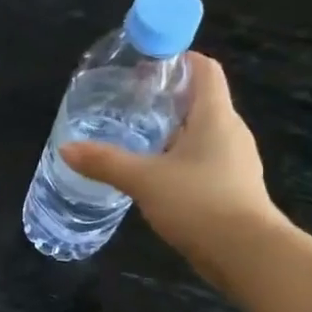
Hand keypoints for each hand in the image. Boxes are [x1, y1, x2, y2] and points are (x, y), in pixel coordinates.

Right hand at [61, 52, 288, 293]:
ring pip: (200, 135)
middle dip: (165, 99)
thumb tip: (66, 149)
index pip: (204, 69)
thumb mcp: (144, 180)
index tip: (146, 64)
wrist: (244, 253)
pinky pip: (201, 163)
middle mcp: (230, 132)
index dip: (179, 58)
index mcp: (215, 116)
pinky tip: (153, 177)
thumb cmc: (199, 202)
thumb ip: (105, 162)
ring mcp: (233, 162)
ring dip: (170, 133)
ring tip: (135, 141)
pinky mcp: (230, 189)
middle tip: (128, 104)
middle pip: (199, 102)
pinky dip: (178, 162)